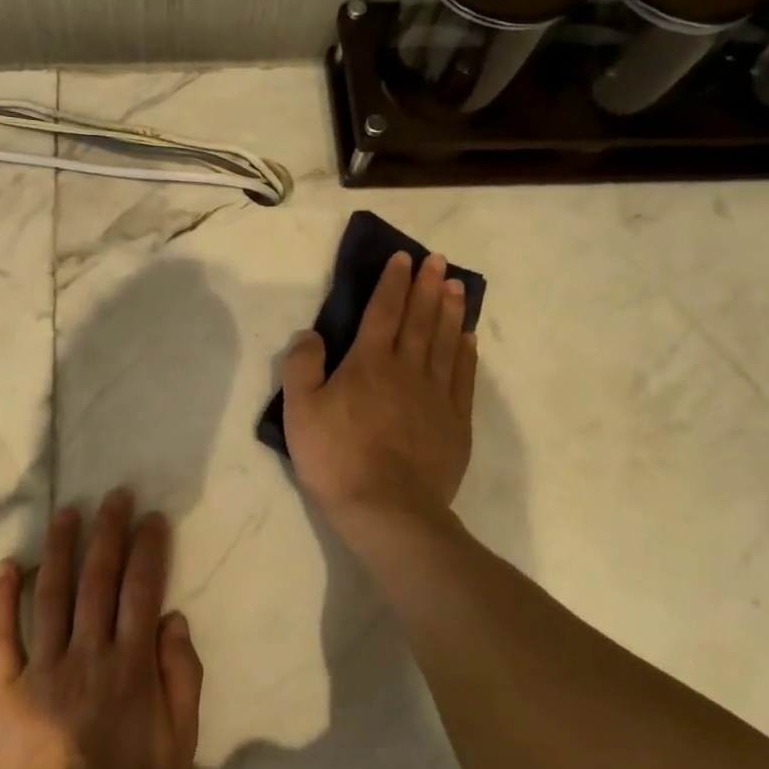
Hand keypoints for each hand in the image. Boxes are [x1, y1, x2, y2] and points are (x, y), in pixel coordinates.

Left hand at [0, 490, 203, 768]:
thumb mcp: (181, 747)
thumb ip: (182, 678)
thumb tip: (172, 619)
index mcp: (131, 666)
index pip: (142, 590)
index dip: (148, 549)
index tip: (152, 517)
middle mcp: (88, 654)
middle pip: (99, 579)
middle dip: (109, 532)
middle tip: (114, 496)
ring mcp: (42, 668)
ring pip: (53, 593)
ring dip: (61, 548)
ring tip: (68, 512)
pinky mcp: (6, 688)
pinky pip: (2, 634)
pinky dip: (3, 597)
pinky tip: (8, 565)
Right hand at [281, 250, 476, 527]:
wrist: (388, 510)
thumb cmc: (336, 459)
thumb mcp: (300, 411)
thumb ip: (303, 366)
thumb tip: (312, 334)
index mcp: (369, 363)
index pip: (383, 312)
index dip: (393, 283)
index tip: (403, 258)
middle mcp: (407, 370)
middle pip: (421, 320)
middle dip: (428, 286)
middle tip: (438, 261)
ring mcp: (436, 396)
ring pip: (447, 342)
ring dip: (452, 311)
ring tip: (457, 286)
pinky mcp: (455, 422)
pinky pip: (463, 377)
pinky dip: (466, 353)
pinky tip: (469, 339)